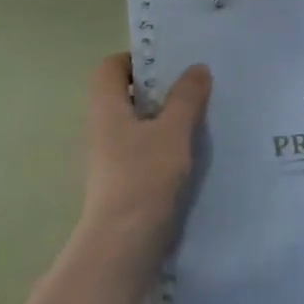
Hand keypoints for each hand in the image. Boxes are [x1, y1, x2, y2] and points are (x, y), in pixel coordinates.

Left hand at [79, 53, 211, 266]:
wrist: (123, 244)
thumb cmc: (144, 177)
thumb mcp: (173, 131)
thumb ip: (186, 98)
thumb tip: (197, 67)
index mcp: (107, 108)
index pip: (110, 68)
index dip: (136, 59)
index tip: (169, 64)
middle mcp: (102, 129)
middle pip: (125, 95)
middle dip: (158, 89)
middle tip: (194, 86)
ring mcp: (111, 158)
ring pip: (138, 125)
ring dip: (165, 118)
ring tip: (201, 117)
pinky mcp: (123, 182)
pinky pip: (144, 151)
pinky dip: (165, 145)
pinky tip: (193, 153)